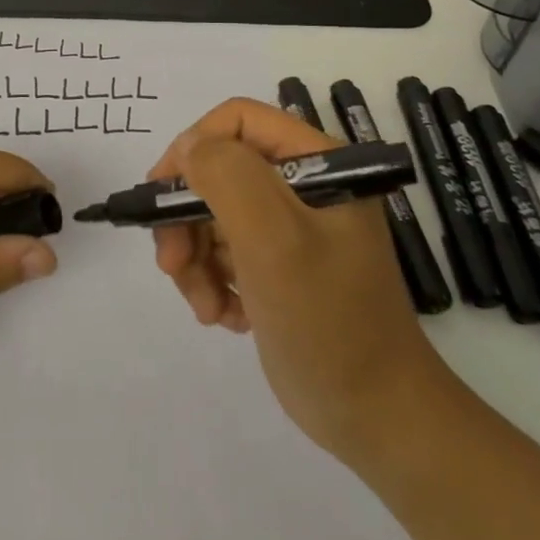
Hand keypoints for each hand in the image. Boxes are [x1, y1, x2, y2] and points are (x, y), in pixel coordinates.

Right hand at [149, 99, 444, 461]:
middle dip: (187, 219)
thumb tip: (188, 146)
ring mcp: (291, 229)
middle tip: (172, 266)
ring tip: (206, 307)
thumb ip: (227, 177)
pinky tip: (227, 317)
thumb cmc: (329, 322)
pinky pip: (224, 253)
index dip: (192, 148)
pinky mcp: (278, 267)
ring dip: (196, 260)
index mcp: (317, 163)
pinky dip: (214, 282)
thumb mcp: (274, 240)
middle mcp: (304, 187)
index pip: (237, 121)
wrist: (378, 419)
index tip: (161, 195)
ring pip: (213, 216)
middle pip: (218, 173)